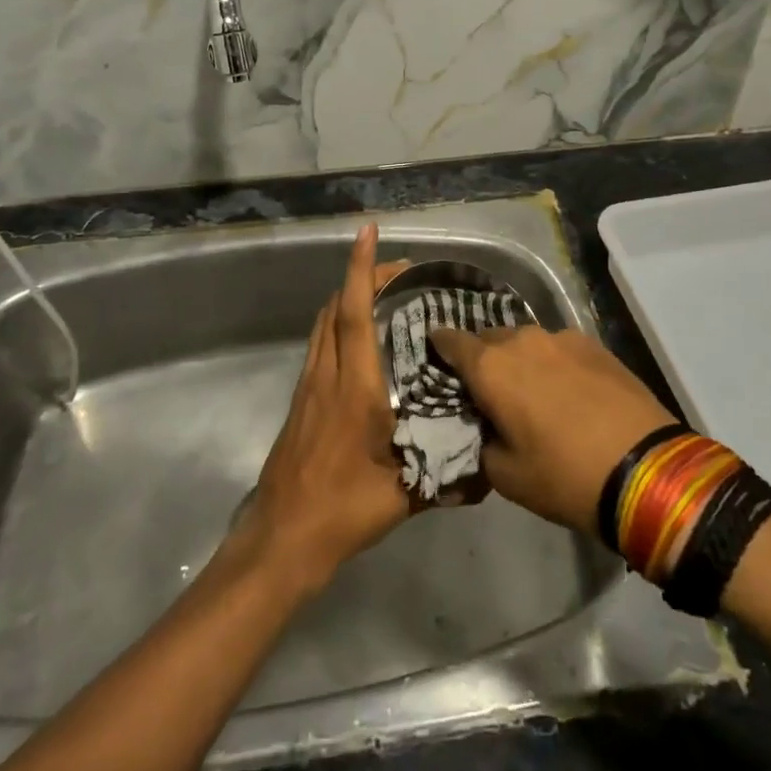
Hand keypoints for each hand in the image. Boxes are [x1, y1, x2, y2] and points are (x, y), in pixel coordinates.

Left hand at [239, 224, 411, 593]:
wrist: (281, 538)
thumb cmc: (343, 511)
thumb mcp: (404, 495)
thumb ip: (446, 477)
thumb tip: (489, 470)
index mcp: (354, 388)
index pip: (356, 313)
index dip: (363, 269)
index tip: (368, 232)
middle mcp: (327, 375)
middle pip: (337, 307)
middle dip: (363, 277)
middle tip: (400, 271)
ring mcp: (308, 386)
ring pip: (324, 323)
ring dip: (348, 299)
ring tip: (383, 296)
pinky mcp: (300, 400)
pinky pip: (319, 344)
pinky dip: (339, 324)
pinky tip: (361, 343)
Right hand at [429, 325, 677, 537]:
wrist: (647, 470)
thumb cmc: (564, 475)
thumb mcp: (506, 476)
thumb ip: (481, 443)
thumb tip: (484, 427)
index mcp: (491, 367)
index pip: (450, 341)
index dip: (439, 348)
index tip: (435, 358)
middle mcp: (522, 340)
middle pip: (488, 339)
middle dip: (482, 359)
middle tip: (486, 390)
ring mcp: (562, 338)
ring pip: (526, 342)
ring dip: (519, 361)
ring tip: (530, 391)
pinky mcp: (595, 345)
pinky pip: (558, 349)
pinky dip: (552, 364)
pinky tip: (566, 391)